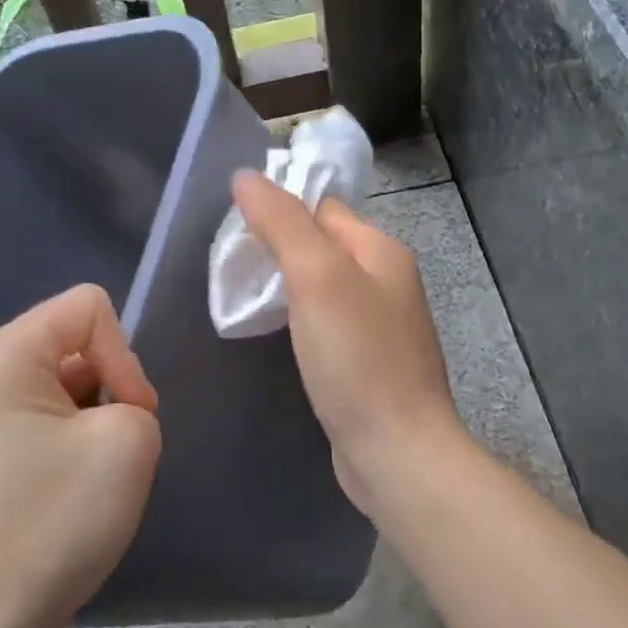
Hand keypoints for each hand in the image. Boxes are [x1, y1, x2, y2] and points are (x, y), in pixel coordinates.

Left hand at [0, 284, 161, 627]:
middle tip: (113, 445)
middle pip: (69, 339)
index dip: (124, 355)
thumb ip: (134, 396)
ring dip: (87, 413)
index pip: (88, 307)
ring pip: (54, 379)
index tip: (130, 416)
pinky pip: (31, 411)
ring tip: (88, 470)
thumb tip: (105, 410)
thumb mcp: (128, 442)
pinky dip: (62, 435)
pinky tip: (63, 485)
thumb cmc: (55, 523)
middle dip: (106, 383)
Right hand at [231, 171, 462, 513]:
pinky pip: (327, 325)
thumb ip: (283, 223)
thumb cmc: (357, 357)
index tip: (234, 227)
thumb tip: (246, 176)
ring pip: (322, 288)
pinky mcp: (368, 363)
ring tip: (243, 298)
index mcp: (381, 251)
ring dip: (286, 287)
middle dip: (279, 249)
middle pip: (323, 246)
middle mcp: (386, 281)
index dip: (280, 209)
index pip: (323, 209)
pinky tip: (276, 335)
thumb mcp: (317, 278)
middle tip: (231, 266)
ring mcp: (380, 325)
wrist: (396, 452)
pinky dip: (299, 322)